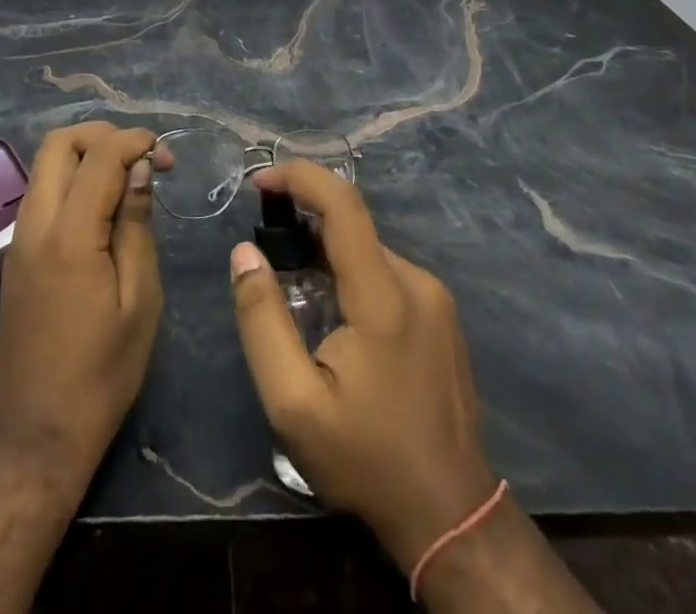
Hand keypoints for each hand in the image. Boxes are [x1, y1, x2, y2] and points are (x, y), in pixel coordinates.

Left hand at [0, 122, 162, 488]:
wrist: (36, 436)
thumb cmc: (102, 375)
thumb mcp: (139, 301)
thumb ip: (135, 225)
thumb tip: (139, 169)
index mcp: (69, 236)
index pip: (98, 156)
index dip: (134, 141)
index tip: (166, 155)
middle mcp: (34, 225)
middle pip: (58, 144)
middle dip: (103, 136)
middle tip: (143, 159)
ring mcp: (18, 239)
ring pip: (45, 166)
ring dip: (86, 156)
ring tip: (128, 180)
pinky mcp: (14, 255)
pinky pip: (42, 193)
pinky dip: (72, 181)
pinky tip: (103, 209)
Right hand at [229, 161, 496, 571]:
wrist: (451, 517)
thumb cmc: (366, 459)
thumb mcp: (293, 404)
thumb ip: (261, 320)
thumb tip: (245, 252)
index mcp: (385, 297)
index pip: (343, 204)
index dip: (299, 177)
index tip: (260, 181)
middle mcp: (416, 283)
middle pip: (352, 226)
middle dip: (303, 222)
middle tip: (265, 251)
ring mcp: (435, 299)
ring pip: (367, 250)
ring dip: (325, 252)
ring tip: (294, 290)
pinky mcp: (440, 315)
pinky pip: (384, 271)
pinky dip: (349, 272)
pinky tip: (332, 313)